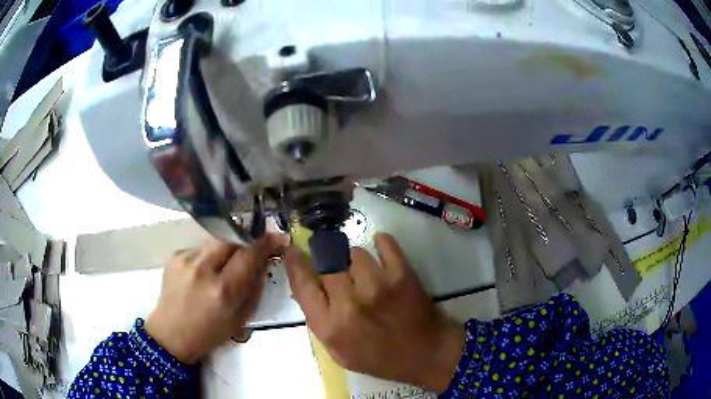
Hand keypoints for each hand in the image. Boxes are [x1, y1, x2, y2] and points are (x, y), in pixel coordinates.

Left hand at [146, 234, 285, 363]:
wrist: (171, 333)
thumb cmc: (209, 332)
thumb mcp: (240, 318)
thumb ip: (254, 288)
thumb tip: (263, 262)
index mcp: (223, 290)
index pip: (249, 255)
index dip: (265, 243)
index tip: (276, 237)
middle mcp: (203, 269)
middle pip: (231, 239)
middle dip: (244, 242)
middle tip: (248, 252)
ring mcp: (185, 259)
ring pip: (214, 241)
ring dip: (224, 250)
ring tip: (221, 268)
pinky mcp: (174, 256)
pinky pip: (199, 248)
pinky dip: (207, 256)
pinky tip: (202, 273)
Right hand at [285, 233, 464, 392]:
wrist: (427, 353)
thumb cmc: (381, 359)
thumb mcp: (340, 353)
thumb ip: (319, 322)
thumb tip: (306, 288)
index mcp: (330, 327)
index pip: (302, 285)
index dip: (295, 263)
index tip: (293, 251)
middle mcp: (349, 304)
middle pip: (327, 264)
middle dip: (329, 265)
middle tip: (340, 272)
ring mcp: (377, 286)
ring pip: (355, 253)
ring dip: (357, 261)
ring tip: (367, 274)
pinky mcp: (402, 274)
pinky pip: (384, 243)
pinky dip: (382, 244)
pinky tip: (382, 251)